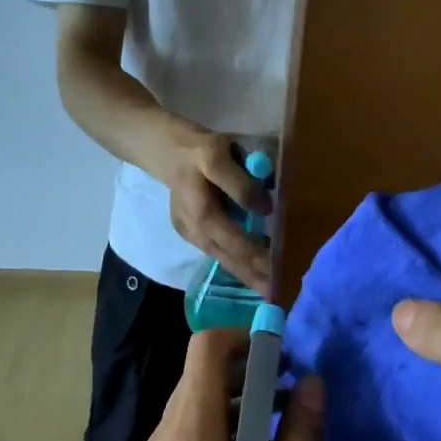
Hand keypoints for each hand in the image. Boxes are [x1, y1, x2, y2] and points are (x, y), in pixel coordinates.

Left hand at [108, 329, 324, 440]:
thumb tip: (313, 385)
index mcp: (189, 439)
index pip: (205, 348)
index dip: (245, 339)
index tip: (284, 360)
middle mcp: (161, 440)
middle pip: (200, 376)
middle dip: (248, 375)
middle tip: (292, 403)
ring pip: (192, 407)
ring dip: (235, 408)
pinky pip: (184, 438)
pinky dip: (218, 435)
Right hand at [158, 127, 272, 294]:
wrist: (161, 148)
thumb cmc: (194, 148)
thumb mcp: (217, 154)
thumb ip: (239, 183)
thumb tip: (265, 208)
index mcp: (202, 213)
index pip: (236, 243)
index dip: (258, 258)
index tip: (279, 272)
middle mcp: (194, 229)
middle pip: (228, 258)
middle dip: (252, 276)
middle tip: (277, 293)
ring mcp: (189, 232)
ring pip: (221, 258)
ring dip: (244, 274)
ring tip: (266, 288)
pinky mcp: (189, 230)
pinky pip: (216, 251)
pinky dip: (234, 262)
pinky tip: (249, 269)